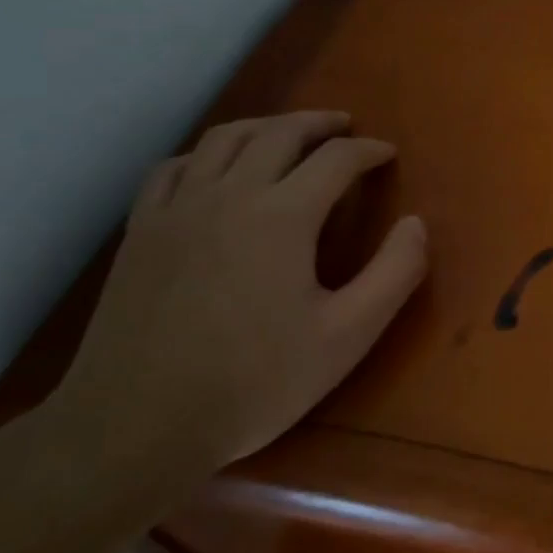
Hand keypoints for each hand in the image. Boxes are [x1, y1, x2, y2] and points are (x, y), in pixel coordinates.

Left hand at [52, 111, 427, 473]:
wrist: (135, 428)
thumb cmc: (253, 383)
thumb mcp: (347, 337)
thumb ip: (394, 274)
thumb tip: (416, 223)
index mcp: (282, 216)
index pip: (336, 159)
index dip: (368, 150)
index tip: (387, 153)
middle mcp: (229, 195)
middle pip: (279, 133)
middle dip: (319, 124)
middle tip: (345, 128)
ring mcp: (177, 209)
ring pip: (224, 139)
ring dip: (265, 126)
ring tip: (288, 134)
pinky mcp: (141, 231)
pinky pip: (173, 168)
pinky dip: (205, 154)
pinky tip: (215, 169)